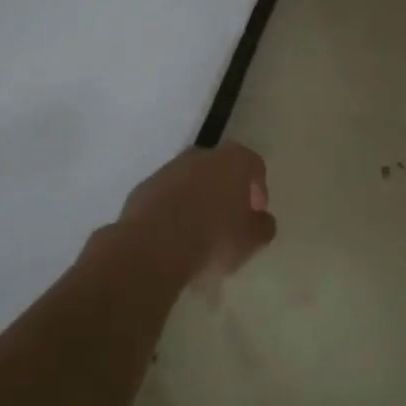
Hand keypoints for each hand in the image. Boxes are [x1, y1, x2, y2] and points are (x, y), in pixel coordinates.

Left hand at [118, 141, 276, 282]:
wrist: (151, 249)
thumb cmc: (212, 239)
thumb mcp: (251, 241)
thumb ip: (263, 227)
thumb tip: (261, 220)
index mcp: (232, 161)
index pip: (253, 164)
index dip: (258, 188)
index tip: (256, 214)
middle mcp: (200, 156)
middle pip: (219, 168)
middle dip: (225, 191)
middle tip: (229, 221)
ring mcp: (167, 170)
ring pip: (190, 181)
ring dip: (196, 200)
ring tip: (198, 233)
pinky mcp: (142, 189)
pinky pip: (165, 197)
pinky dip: (171, 210)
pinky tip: (173, 238)